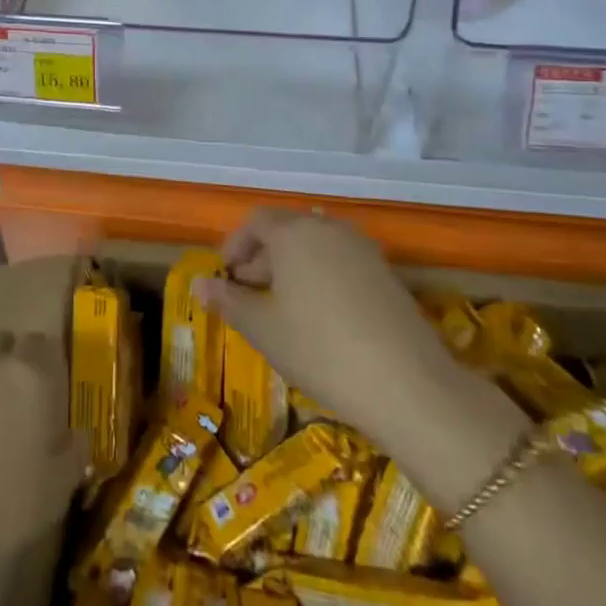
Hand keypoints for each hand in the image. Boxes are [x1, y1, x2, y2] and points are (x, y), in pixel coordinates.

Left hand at [0, 330, 87, 573]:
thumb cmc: (0, 507)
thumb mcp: (55, 491)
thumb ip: (72, 454)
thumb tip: (76, 435)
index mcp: (30, 376)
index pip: (46, 345)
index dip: (50, 368)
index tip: (53, 400)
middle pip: (3, 345)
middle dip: (11, 367)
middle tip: (18, 412)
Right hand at [196, 210, 458, 449]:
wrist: (407, 384)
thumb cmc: (319, 349)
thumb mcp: (263, 329)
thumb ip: (229, 301)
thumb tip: (198, 284)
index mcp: (294, 232)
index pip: (255, 221)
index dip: (235, 244)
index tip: (225, 276)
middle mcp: (328, 228)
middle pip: (286, 229)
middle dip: (261, 257)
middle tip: (247, 293)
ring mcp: (362, 249)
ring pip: (314, 245)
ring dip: (291, 267)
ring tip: (280, 307)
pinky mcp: (386, 273)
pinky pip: (340, 261)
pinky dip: (319, 276)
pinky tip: (318, 317)